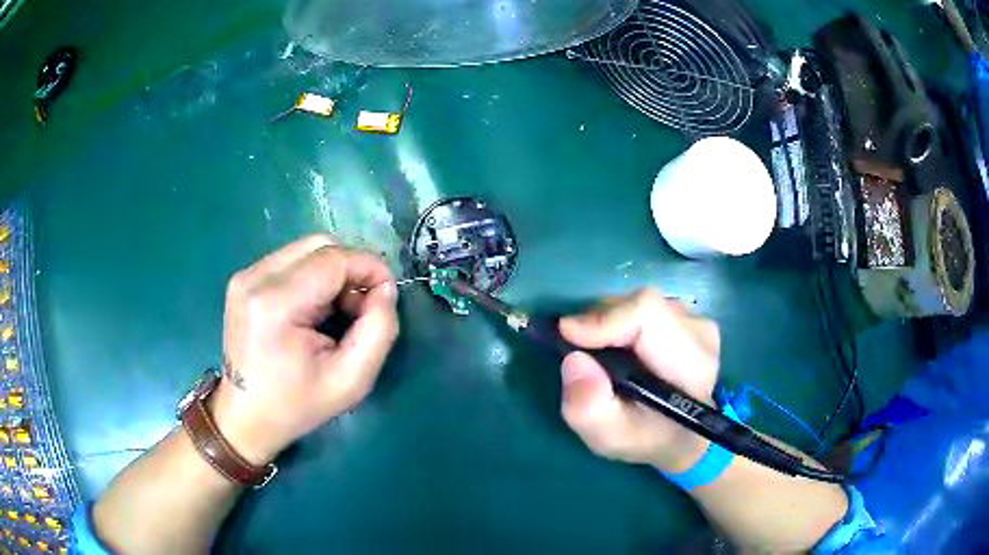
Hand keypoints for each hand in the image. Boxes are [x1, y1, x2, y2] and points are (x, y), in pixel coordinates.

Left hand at [211, 235, 399, 464]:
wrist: (245, 417)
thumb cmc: (297, 405)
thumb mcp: (352, 380)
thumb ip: (380, 329)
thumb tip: (384, 289)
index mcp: (276, 304)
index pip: (334, 259)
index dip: (370, 268)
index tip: (387, 296)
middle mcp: (255, 278)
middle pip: (320, 245)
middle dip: (352, 269)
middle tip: (361, 308)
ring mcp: (245, 276)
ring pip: (306, 250)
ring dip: (333, 272)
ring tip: (338, 311)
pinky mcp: (244, 280)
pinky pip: (291, 260)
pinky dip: (314, 276)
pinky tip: (315, 309)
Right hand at [559, 290, 719, 472]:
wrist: (681, 434)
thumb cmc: (646, 438)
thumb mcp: (609, 437)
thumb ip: (588, 407)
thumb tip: (574, 360)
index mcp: (691, 364)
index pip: (649, 314)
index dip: (605, 318)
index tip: (568, 334)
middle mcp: (700, 332)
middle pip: (640, 305)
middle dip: (600, 322)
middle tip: (579, 351)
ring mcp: (696, 320)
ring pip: (638, 303)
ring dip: (609, 322)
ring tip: (600, 355)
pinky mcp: (687, 315)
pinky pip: (643, 307)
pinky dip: (620, 322)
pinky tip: (618, 348)